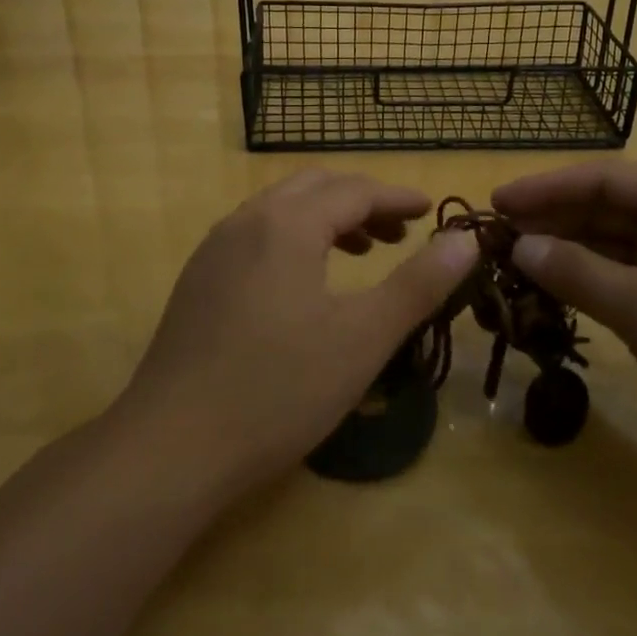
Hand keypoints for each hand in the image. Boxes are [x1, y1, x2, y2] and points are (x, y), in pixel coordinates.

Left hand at [113, 170, 478, 501]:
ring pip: (280, 211)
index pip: (354, 190)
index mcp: (287, 224)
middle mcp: (245, 222)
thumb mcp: (363, 338)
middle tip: (399, 233)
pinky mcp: (197, 282)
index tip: (431, 211)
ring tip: (361, 253)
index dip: (398, 198)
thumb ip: (418, 283)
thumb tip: (465, 239)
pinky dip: (294, 240)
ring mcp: (213, 251)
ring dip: (326, 219)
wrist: (171, 447)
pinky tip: (305, 284)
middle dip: (361, 202)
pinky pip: (255, 237)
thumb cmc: (279, 389)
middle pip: (313, 188)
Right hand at [494, 161, 636, 491]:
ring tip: (512, 266)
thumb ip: (577, 272)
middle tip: (494, 240)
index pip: (604, 178)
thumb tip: (518, 247)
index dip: (545, 188)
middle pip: (607, 208)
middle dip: (552, 222)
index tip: (494, 203)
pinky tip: (553, 293)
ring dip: (567, 254)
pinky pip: (629, 278)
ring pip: (615, 245)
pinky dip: (591, 283)